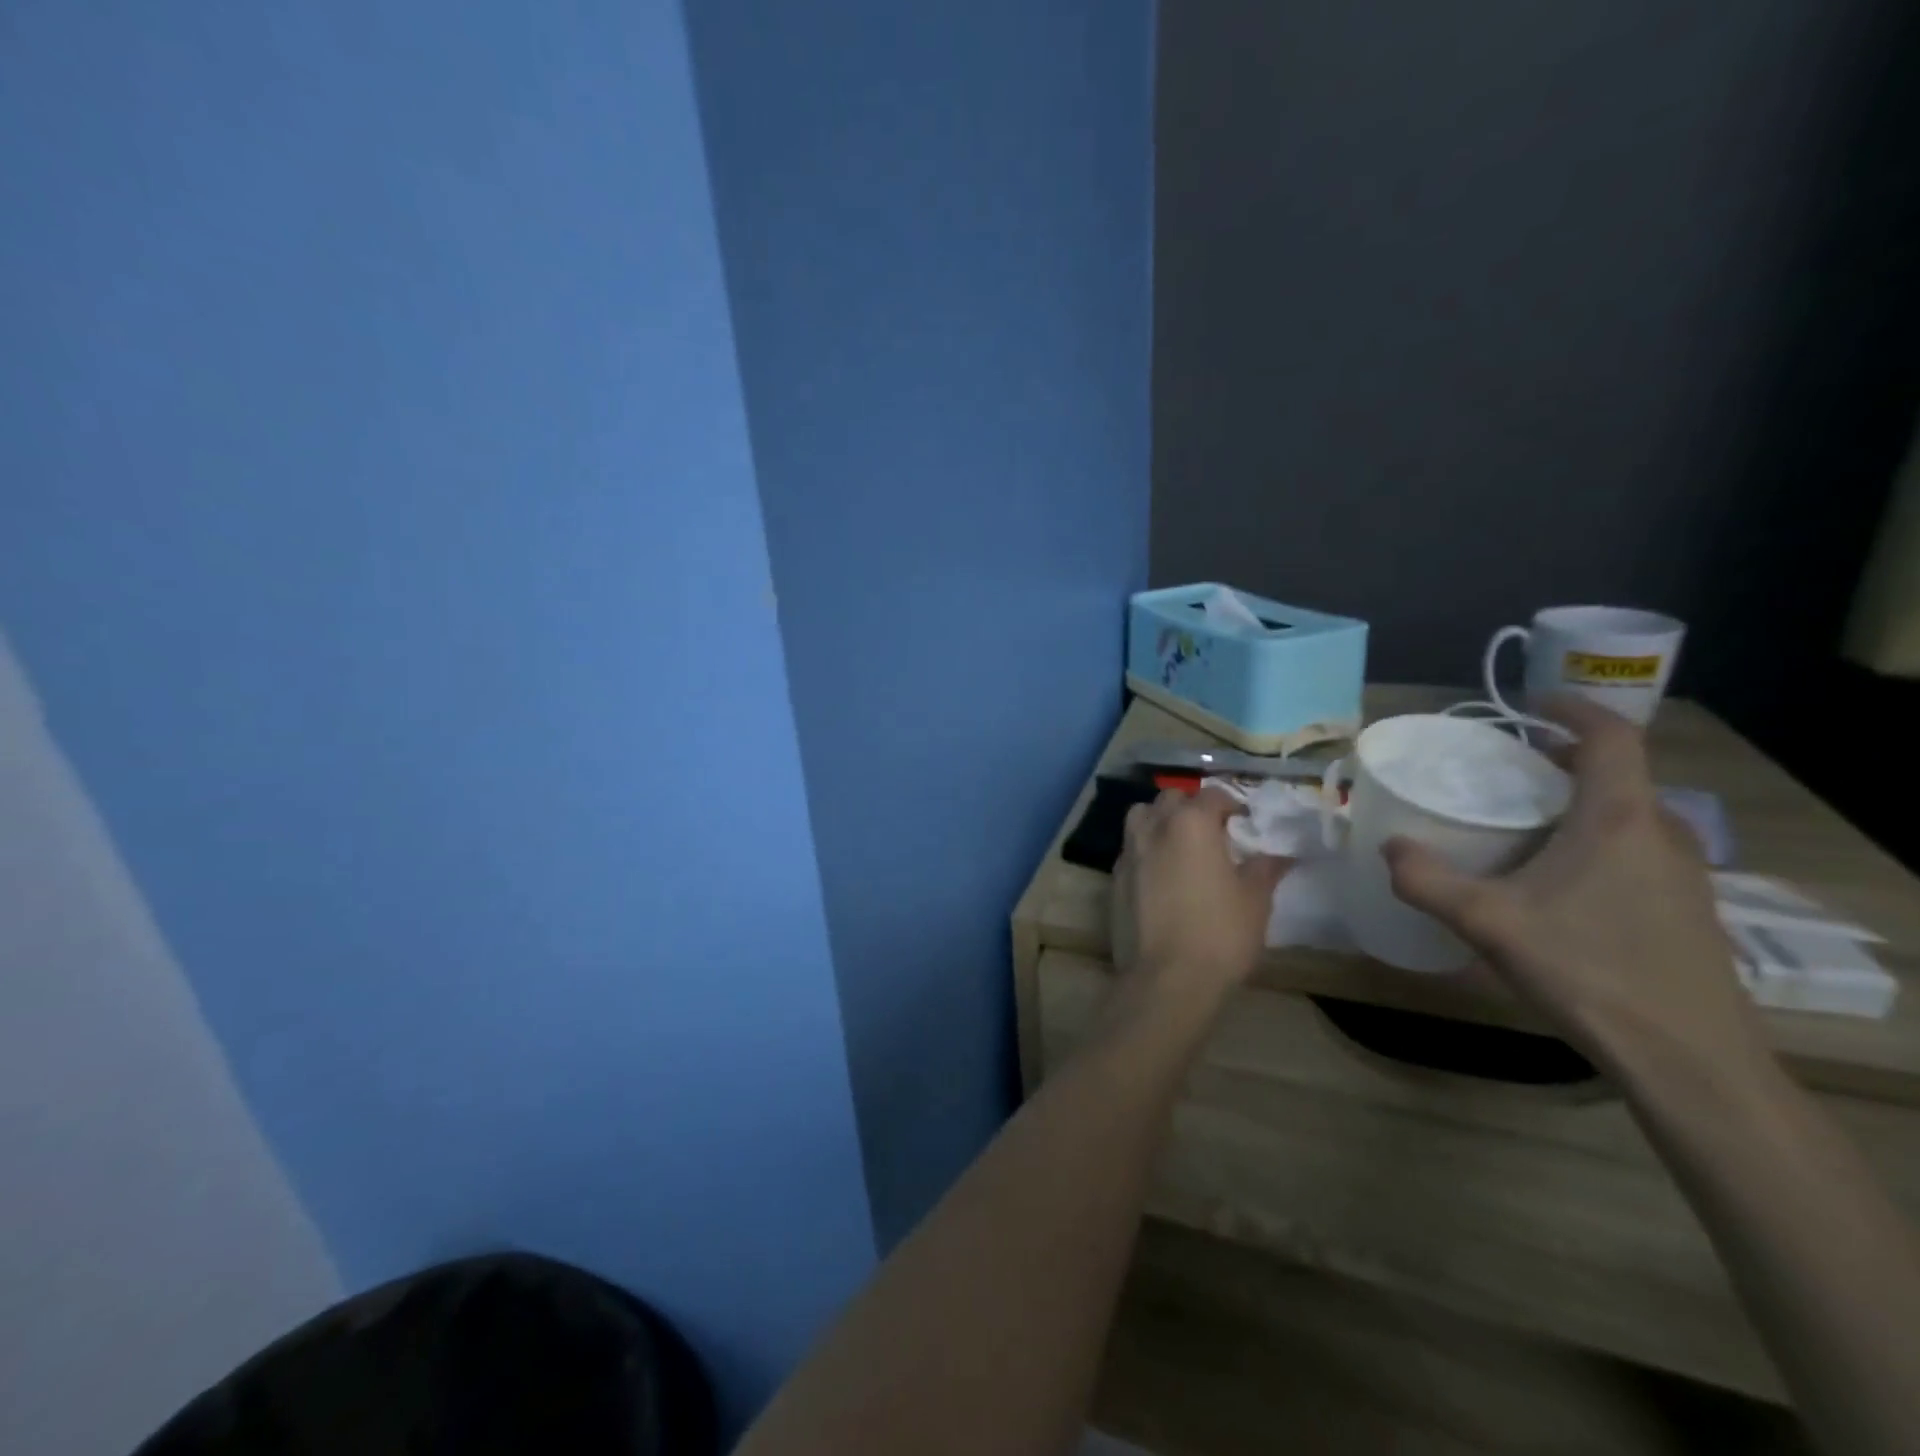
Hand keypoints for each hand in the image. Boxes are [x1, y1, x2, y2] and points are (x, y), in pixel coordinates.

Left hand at [1112, 786, 1291, 1006]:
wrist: (1167, 978)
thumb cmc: (1219, 933)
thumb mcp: (1255, 900)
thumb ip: (1264, 868)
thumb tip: (1278, 854)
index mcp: (1191, 823)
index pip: (1212, 795)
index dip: (1231, 804)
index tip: (1245, 823)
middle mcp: (1154, 827)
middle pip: (1170, 799)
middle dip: (1191, 807)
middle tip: (1212, 832)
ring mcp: (1129, 852)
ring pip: (1141, 817)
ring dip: (1160, 821)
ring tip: (1181, 846)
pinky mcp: (1114, 878)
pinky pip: (1130, 849)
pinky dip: (1145, 850)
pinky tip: (1161, 875)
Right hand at [1382, 696, 1768, 1076]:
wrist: (1688, 1058)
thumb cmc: (1588, 969)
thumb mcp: (1487, 922)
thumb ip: (1426, 880)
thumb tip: (1388, 848)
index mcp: (1620, 818)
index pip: (1612, 737)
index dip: (1573, 710)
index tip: (1529, 705)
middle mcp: (1662, 833)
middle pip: (1618, 774)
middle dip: (1564, 759)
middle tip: (1508, 768)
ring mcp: (1683, 873)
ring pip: (1631, 814)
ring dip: (1581, 801)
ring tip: (1526, 819)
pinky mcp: (1686, 908)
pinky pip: (1639, 848)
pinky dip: (1597, 837)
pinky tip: (1558, 878)